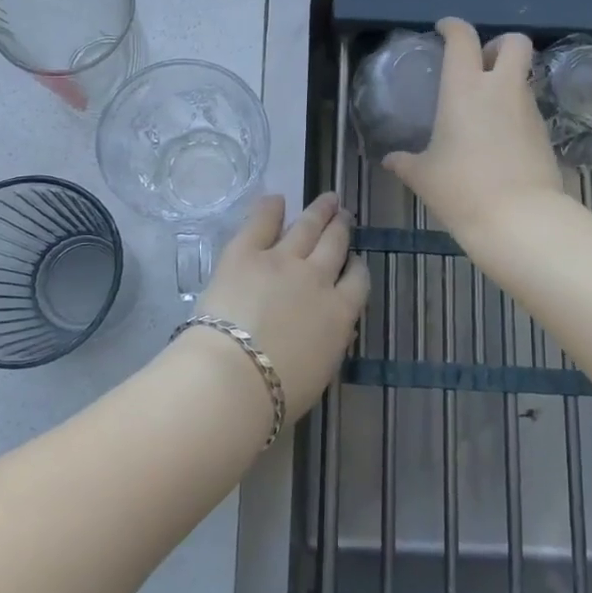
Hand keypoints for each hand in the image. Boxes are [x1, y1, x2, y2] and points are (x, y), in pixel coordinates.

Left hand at [192, 193, 368, 421]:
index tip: (354, 259)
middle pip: (334, 244)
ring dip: (319, 211)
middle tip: (344, 214)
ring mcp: (281, 260)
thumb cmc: (277, 394)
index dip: (356, 265)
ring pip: (307, 227)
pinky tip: (276, 199)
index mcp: (339, 313)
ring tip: (328, 199)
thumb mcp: (320, 371)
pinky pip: (261, 222)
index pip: (357, 280)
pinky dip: (270, 207)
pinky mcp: (245, 252)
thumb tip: (336, 326)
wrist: (234, 378)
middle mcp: (317, 278)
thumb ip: (330, 341)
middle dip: (341, 227)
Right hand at [383, 17, 564, 239]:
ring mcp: (528, 110)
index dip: (453, 27)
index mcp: (464, 88)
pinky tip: (498, 139)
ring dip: (506, 82)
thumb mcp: (424, 176)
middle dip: (498, 44)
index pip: (463, 38)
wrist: (520, 219)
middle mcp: (500, 89)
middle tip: (479, 64)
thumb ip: (405, 162)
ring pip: (522, 77)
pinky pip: (528, 109)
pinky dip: (514, 113)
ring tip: (484, 110)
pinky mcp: (545, 134)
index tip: (444, 29)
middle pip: (514, 42)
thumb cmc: (462, 188)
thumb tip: (390, 160)